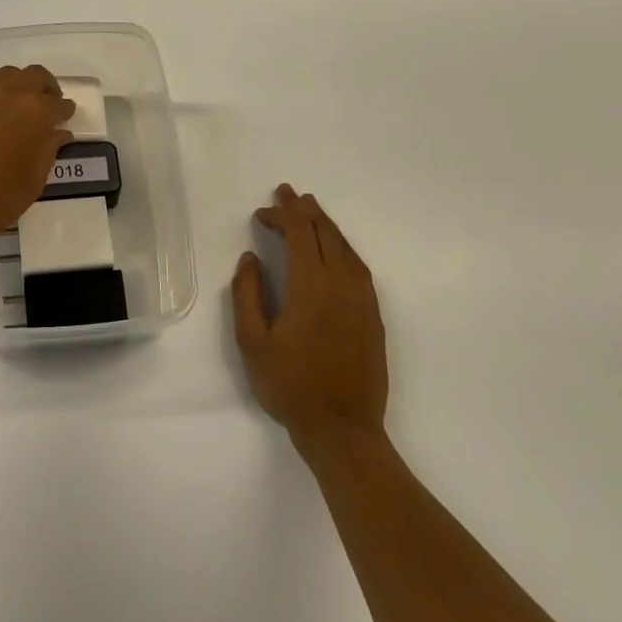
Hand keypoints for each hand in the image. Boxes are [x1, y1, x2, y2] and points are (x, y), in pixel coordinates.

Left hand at [0, 65, 75, 259]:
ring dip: (17, 87)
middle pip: (33, 76)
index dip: (64, 110)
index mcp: (35, 111)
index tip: (65, 117)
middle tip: (46, 106)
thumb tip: (57, 133)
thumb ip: (48, 149)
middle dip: (44, 88)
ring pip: (5, 77)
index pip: (58, 103)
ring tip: (17, 109)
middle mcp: (8, 94)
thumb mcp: (34, 179)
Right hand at [232, 184, 387, 447]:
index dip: (282, 215)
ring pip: (345, 247)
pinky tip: (333, 250)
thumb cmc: (290, 385)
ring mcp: (363, 299)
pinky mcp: (373, 315)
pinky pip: (358, 266)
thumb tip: (250, 259)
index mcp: (311, 286)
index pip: (300, 234)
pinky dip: (342, 247)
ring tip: (310, 211)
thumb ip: (248, 294)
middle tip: (287, 193)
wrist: (342, 428)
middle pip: (325, 233)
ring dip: (325, 225)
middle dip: (304, 209)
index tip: (262, 212)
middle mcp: (342, 284)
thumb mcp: (252, 342)